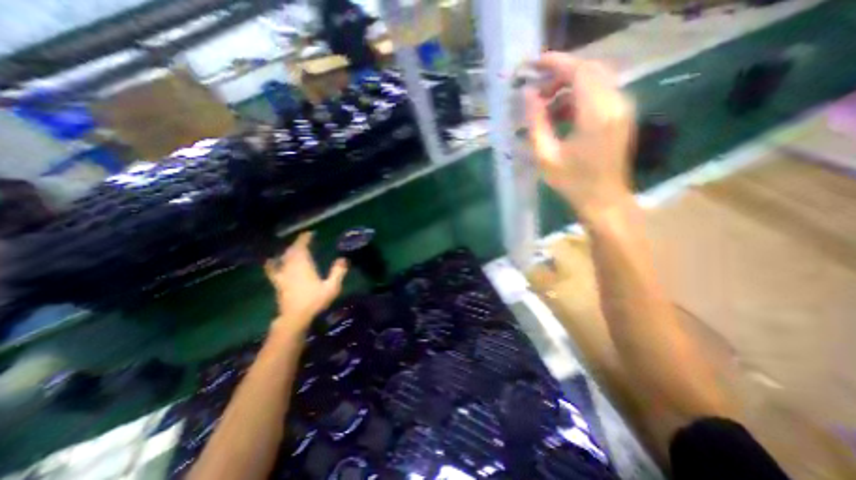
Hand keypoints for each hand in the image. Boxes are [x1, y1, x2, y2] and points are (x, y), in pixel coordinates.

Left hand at [267, 231, 348, 334]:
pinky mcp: (278, 282)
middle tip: (306, 240)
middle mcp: (291, 266)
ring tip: (294, 248)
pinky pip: (272, 269)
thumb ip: (338, 272)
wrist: (295, 318)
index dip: (305, 238)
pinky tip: (272, 260)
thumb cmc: (315, 301)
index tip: (310, 233)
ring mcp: (282, 274)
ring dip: (288, 250)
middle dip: (298, 243)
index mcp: (304, 265)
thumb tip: (343, 259)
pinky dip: (273, 262)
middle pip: (292, 250)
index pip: (302, 246)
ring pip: (283, 257)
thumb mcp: (332, 287)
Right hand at [526, 52, 636, 223]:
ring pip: (595, 80)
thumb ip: (536, 122)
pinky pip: (599, 93)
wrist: (603, 200)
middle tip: (536, 92)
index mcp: (596, 114)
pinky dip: (577, 97)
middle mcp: (615, 103)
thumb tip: (528, 95)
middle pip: (589, 70)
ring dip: (568, 87)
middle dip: (560, 75)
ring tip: (544, 107)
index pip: (579, 71)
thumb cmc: (572, 182)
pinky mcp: (621, 115)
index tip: (534, 64)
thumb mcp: (546, 156)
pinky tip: (560, 115)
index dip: (556, 63)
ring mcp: (622, 108)